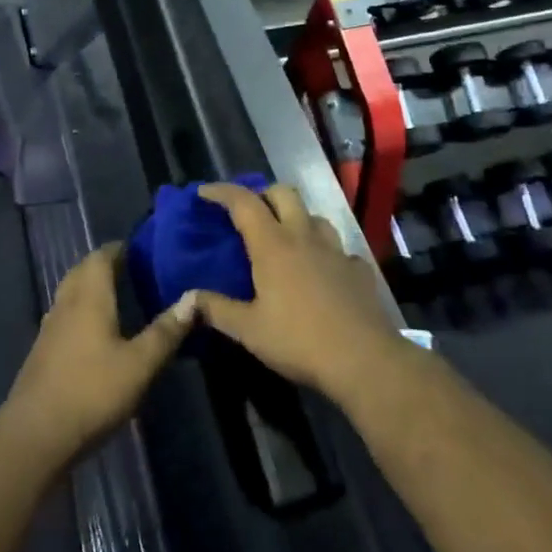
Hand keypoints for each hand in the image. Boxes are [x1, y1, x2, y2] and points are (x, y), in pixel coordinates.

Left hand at [4, 244, 195, 465]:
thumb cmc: (93, 391)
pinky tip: (93, 332)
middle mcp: (66, 303)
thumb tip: (193, 298)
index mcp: (89, 297)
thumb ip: (166, 331)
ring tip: (116, 297)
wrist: (36, 434)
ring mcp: (50, 327)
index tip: (140, 250)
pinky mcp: (42, 351)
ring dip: (90, 287)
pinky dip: (80, 311)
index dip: (119, 249)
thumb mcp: (140, 364)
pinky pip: (64, 315)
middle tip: (131, 271)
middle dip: (104, 265)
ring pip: (70, 292)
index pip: (101, 257)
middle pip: (82, 270)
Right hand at [192, 183, 405, 401]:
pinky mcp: (359, 269)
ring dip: (296, 218)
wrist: (364, 360)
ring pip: (314, 216)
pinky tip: (322, 270)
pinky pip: (339, 249)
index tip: (204, 193)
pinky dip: (325, 252)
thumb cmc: (299, 340)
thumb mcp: (249, 330)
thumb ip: (216, 309)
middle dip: (263, 194)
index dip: (221, 192)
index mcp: (273, 245)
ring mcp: (336, 250)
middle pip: (283, 193)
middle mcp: (304, 236)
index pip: (243, 202)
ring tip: (286, 238)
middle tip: (249, 213)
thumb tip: (187, 298)